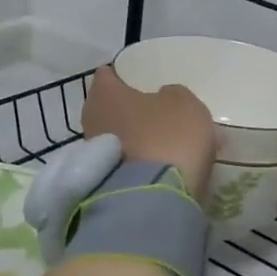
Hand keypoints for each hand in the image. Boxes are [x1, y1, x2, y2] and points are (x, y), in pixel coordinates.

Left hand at [81, 65, 217, 202]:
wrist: (154, 200)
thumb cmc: (167, 137)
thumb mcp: (184, 103)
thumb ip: (172, 95)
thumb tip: (162, 99)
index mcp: (104, 94)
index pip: (107, 75)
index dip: (123, 75)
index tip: (139, 79)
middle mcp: (91, 121)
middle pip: (112, 109)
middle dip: (132, 111)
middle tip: (158, 113)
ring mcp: (94, 157)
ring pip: (120, 138)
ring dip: (138, 139)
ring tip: (168, 145)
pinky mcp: (102, 184)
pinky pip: (126, 164)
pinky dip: (141, 163)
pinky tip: (163, 167)